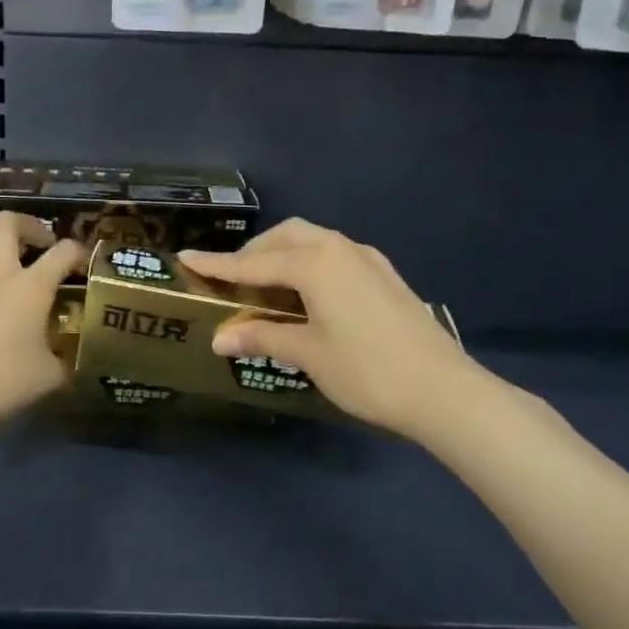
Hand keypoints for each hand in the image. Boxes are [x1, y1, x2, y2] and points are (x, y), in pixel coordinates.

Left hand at [0, 213, 85, 440]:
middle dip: (28, 225)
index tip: (81, 263)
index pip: (64, 252)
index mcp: (31, 287)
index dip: (77, 252)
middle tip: (37, 244)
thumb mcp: (51, 377)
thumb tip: (72, 358)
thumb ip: (65, 360)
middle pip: (8, 222)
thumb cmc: (4, 384)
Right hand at [180, 219, 472, 437]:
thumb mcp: (308, 354)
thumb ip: (263, 337)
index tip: (185, 259)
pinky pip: (335, 256)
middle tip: (230, 280)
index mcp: (316, 263)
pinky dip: (310, 264)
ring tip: (265, 286)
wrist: (443, 390)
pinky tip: (309, 293)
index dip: (217, 265)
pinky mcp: (385, 277)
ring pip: (314, 242)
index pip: (253, 264)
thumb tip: (219, 338)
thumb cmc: (367, 371)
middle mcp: (340, 249)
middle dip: (254, 253)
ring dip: (283, 256)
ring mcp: (368, 260)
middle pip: (286, 238)